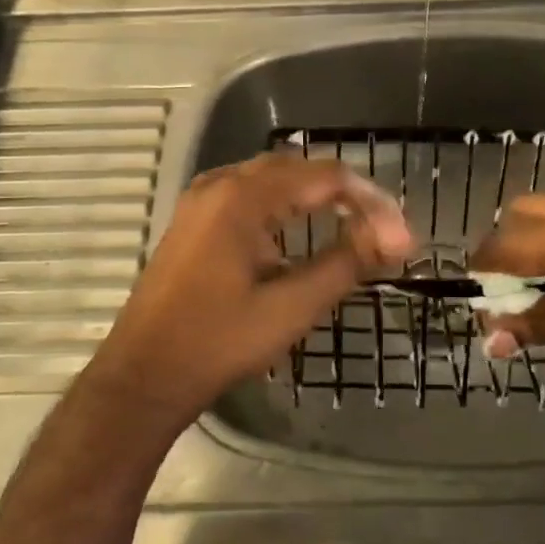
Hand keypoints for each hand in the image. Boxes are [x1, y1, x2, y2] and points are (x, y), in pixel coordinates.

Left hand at [86, 153, 414, 424]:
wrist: (143, 374)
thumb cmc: (219, 341)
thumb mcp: (292, 306)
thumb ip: (345, 263)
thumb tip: (395, 238)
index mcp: (244, 196)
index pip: (326, 177)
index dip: (371, 202)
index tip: (401, 239)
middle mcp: (221, 183)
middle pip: (299, 169)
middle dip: (346, 194)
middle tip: (381, 229)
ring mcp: (201, 198)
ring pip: (273, 178)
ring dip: (315, 195)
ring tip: (352, 224)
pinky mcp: (193, 218)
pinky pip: (250, 193)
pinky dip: (285, 203)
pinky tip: (300, 229)